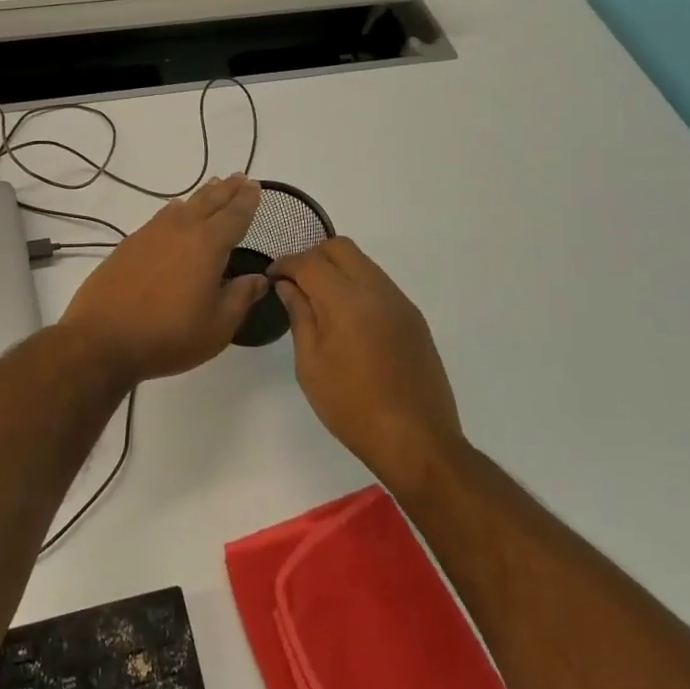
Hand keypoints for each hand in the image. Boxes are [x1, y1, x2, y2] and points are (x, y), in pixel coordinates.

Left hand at [60, 175, 267, 383]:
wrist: (102, 338)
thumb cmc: (168, 335)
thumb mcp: (216, 326)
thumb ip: (240, 298)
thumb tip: (258, 278)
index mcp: (207, 245)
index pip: (234, 216)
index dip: (247, 201)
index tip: (255, 186)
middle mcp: (180, 230)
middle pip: (208, 202)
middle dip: (226, 190)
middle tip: (239, 177)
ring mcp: (150, 234)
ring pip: (183, 206)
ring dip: (201, 196)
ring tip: (212, 186)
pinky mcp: (129, 245)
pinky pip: (160, 217)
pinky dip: (175, 210)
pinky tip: (174, 212)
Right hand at [270, 238, 465, 487]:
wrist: (417, 440)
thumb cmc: (352, 406)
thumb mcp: (311, 364)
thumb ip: (299, 316)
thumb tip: (288, 285)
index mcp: (346, 301)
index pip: (309, 262)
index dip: (285, 264)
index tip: (272, 278)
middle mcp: (377, 290)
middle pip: (341, 248)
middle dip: (312, 256)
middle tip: (295, 283)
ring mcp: (400, 302)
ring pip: (363, 263)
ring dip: (337, 269)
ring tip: (319, 301)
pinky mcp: (414, 318)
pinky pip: (380, 284)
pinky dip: (357, 286)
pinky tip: (347, 319)